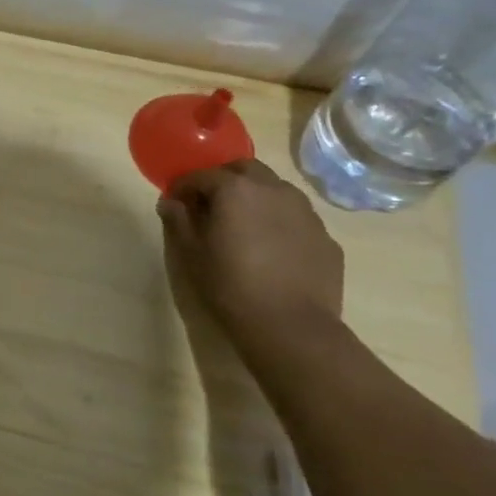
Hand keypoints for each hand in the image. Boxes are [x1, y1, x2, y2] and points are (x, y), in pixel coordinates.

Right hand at [158, 159, 344, 341]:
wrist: (292, 327)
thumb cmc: (230, 285)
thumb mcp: (191, 253)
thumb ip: (178, 220)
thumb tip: (170, 202)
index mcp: (236, 190)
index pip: (202, 175)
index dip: (184, 186)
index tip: (175, 202)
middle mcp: (274, 190)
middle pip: (245, 169)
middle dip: (224, 179)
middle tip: (210, 204)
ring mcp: (306, 212)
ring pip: (276, 190)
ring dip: (255, 197)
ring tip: (244, 225)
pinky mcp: (326, 237)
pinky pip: (296, 218)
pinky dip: (279, 222)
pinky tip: (272, 249)